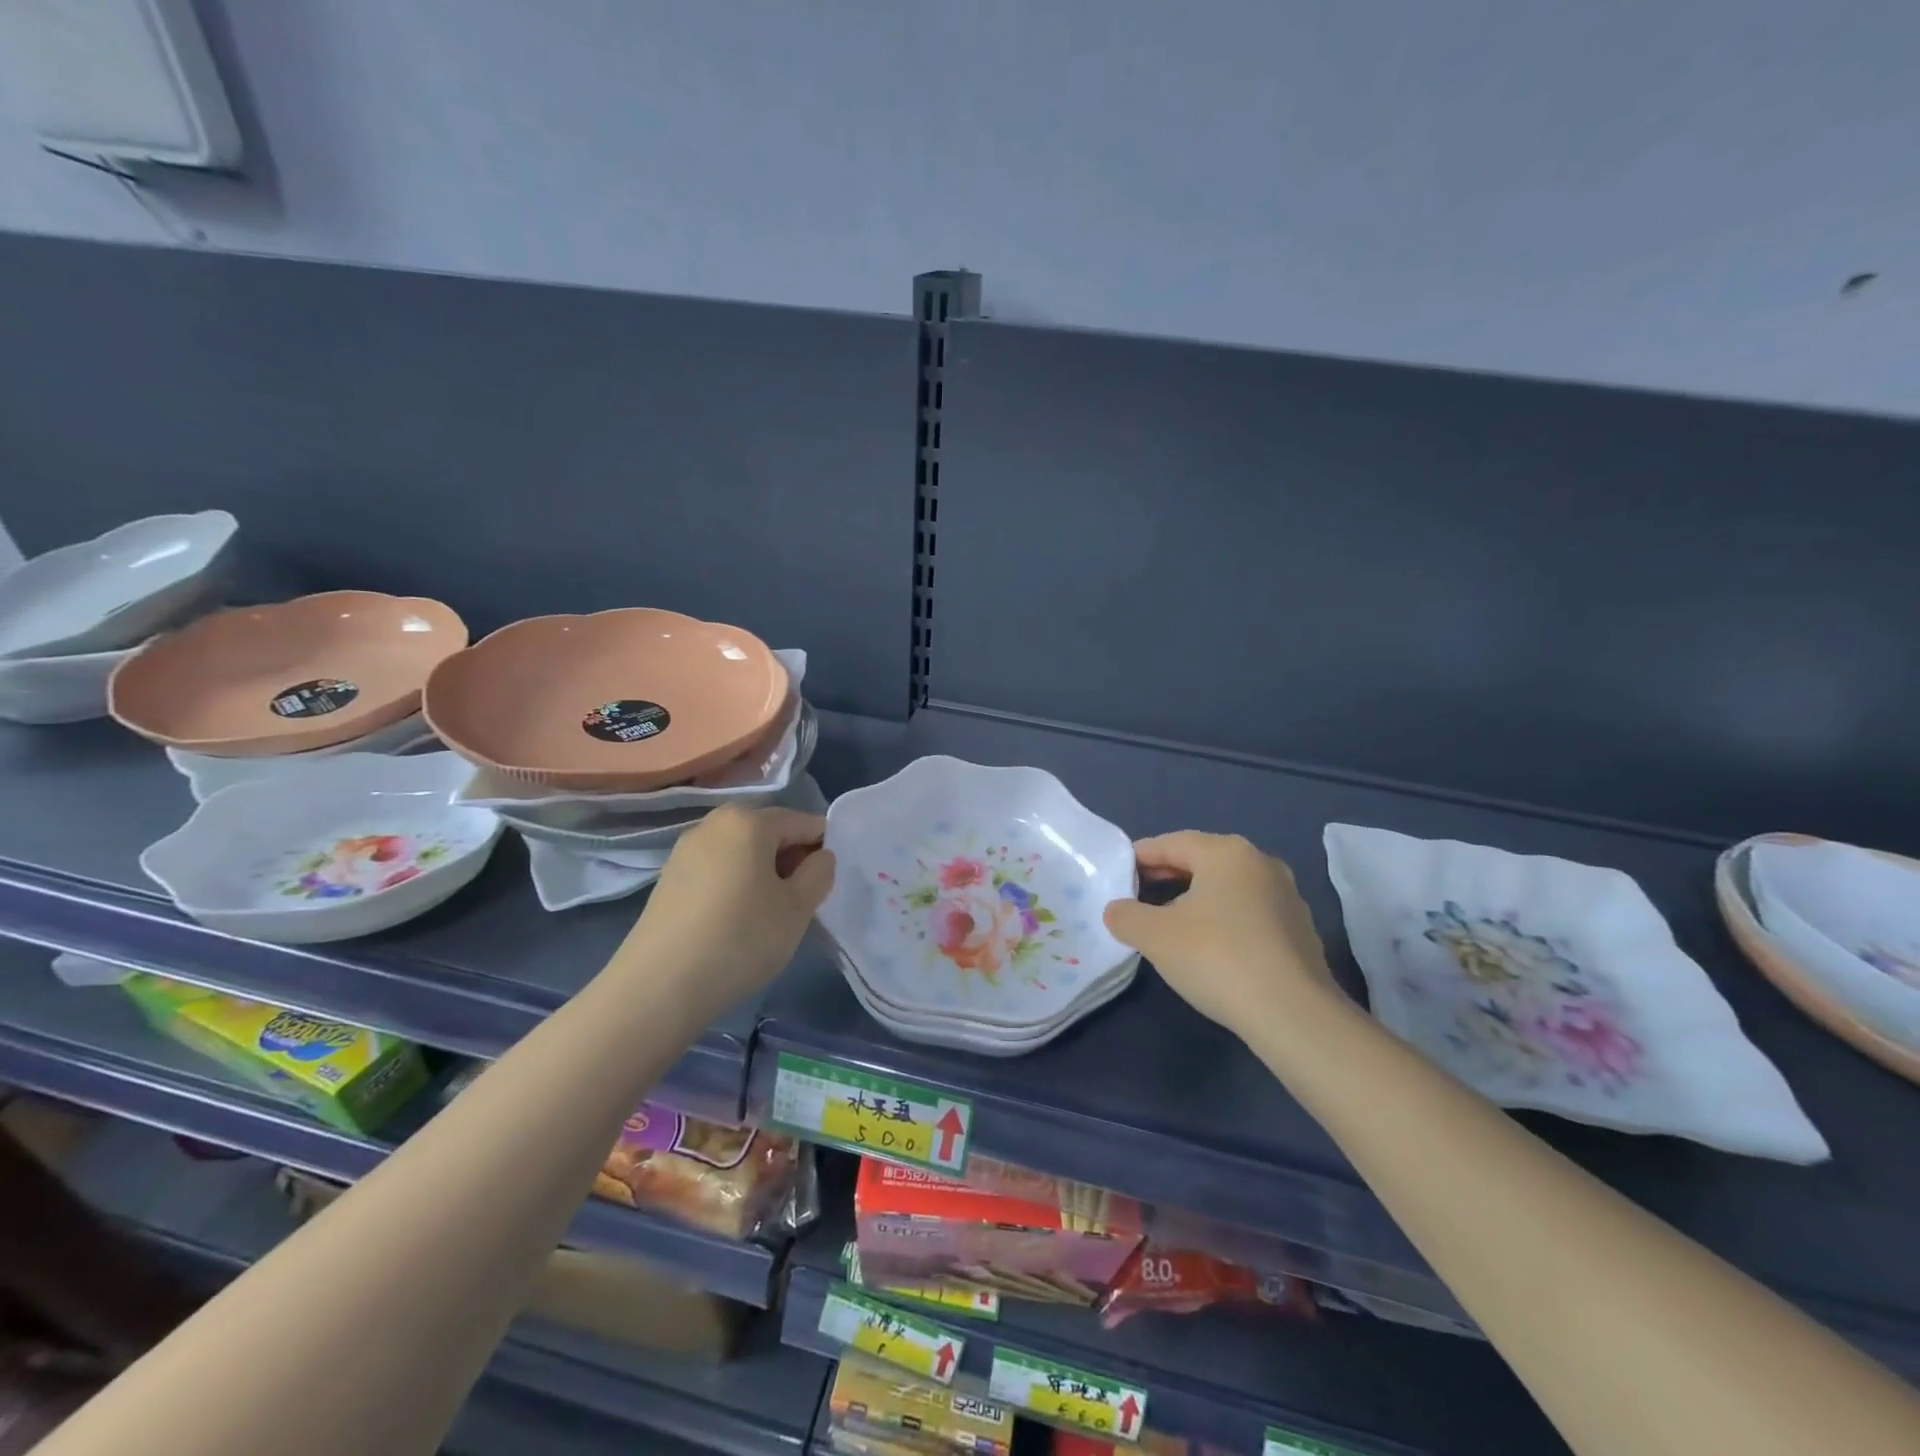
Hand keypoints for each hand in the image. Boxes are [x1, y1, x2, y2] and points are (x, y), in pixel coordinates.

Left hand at [619, 805, 834, 1025]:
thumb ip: (819, 873)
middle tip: (800, 902)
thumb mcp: (798, 907)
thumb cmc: (741, 938)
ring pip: (741, 852)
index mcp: (748, 820)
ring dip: (762, 874)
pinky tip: (735, 922)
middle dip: (790, 860)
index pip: (802, 821)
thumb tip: (818, 856)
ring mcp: (685, 850)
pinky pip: (717, 870)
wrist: (659, 987)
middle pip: (768, 832)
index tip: (826, 884)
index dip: (822, 849)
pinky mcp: (668, 879)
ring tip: (768, 916)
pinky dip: (735, 885)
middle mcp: (714, 823)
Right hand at [1103, 831, 1334, 1037]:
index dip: (1141, 856)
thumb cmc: (1217, 958)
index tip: (1119, 872)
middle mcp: (1261, 864)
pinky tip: (1211, 947)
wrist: (1293, 1015)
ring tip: (1171, 922)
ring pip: (1228, 887)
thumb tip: (1117, 910)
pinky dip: (1224, 920)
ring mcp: (1287, 897)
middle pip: (1203, 861)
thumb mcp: (1154, 936)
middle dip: (1168, 874)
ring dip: (1197, 898)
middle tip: (1138, 893)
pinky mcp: (1300, 931)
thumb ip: (1125, 916)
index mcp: (1227, 853)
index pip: (1172, 843)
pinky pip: (1250, 913)